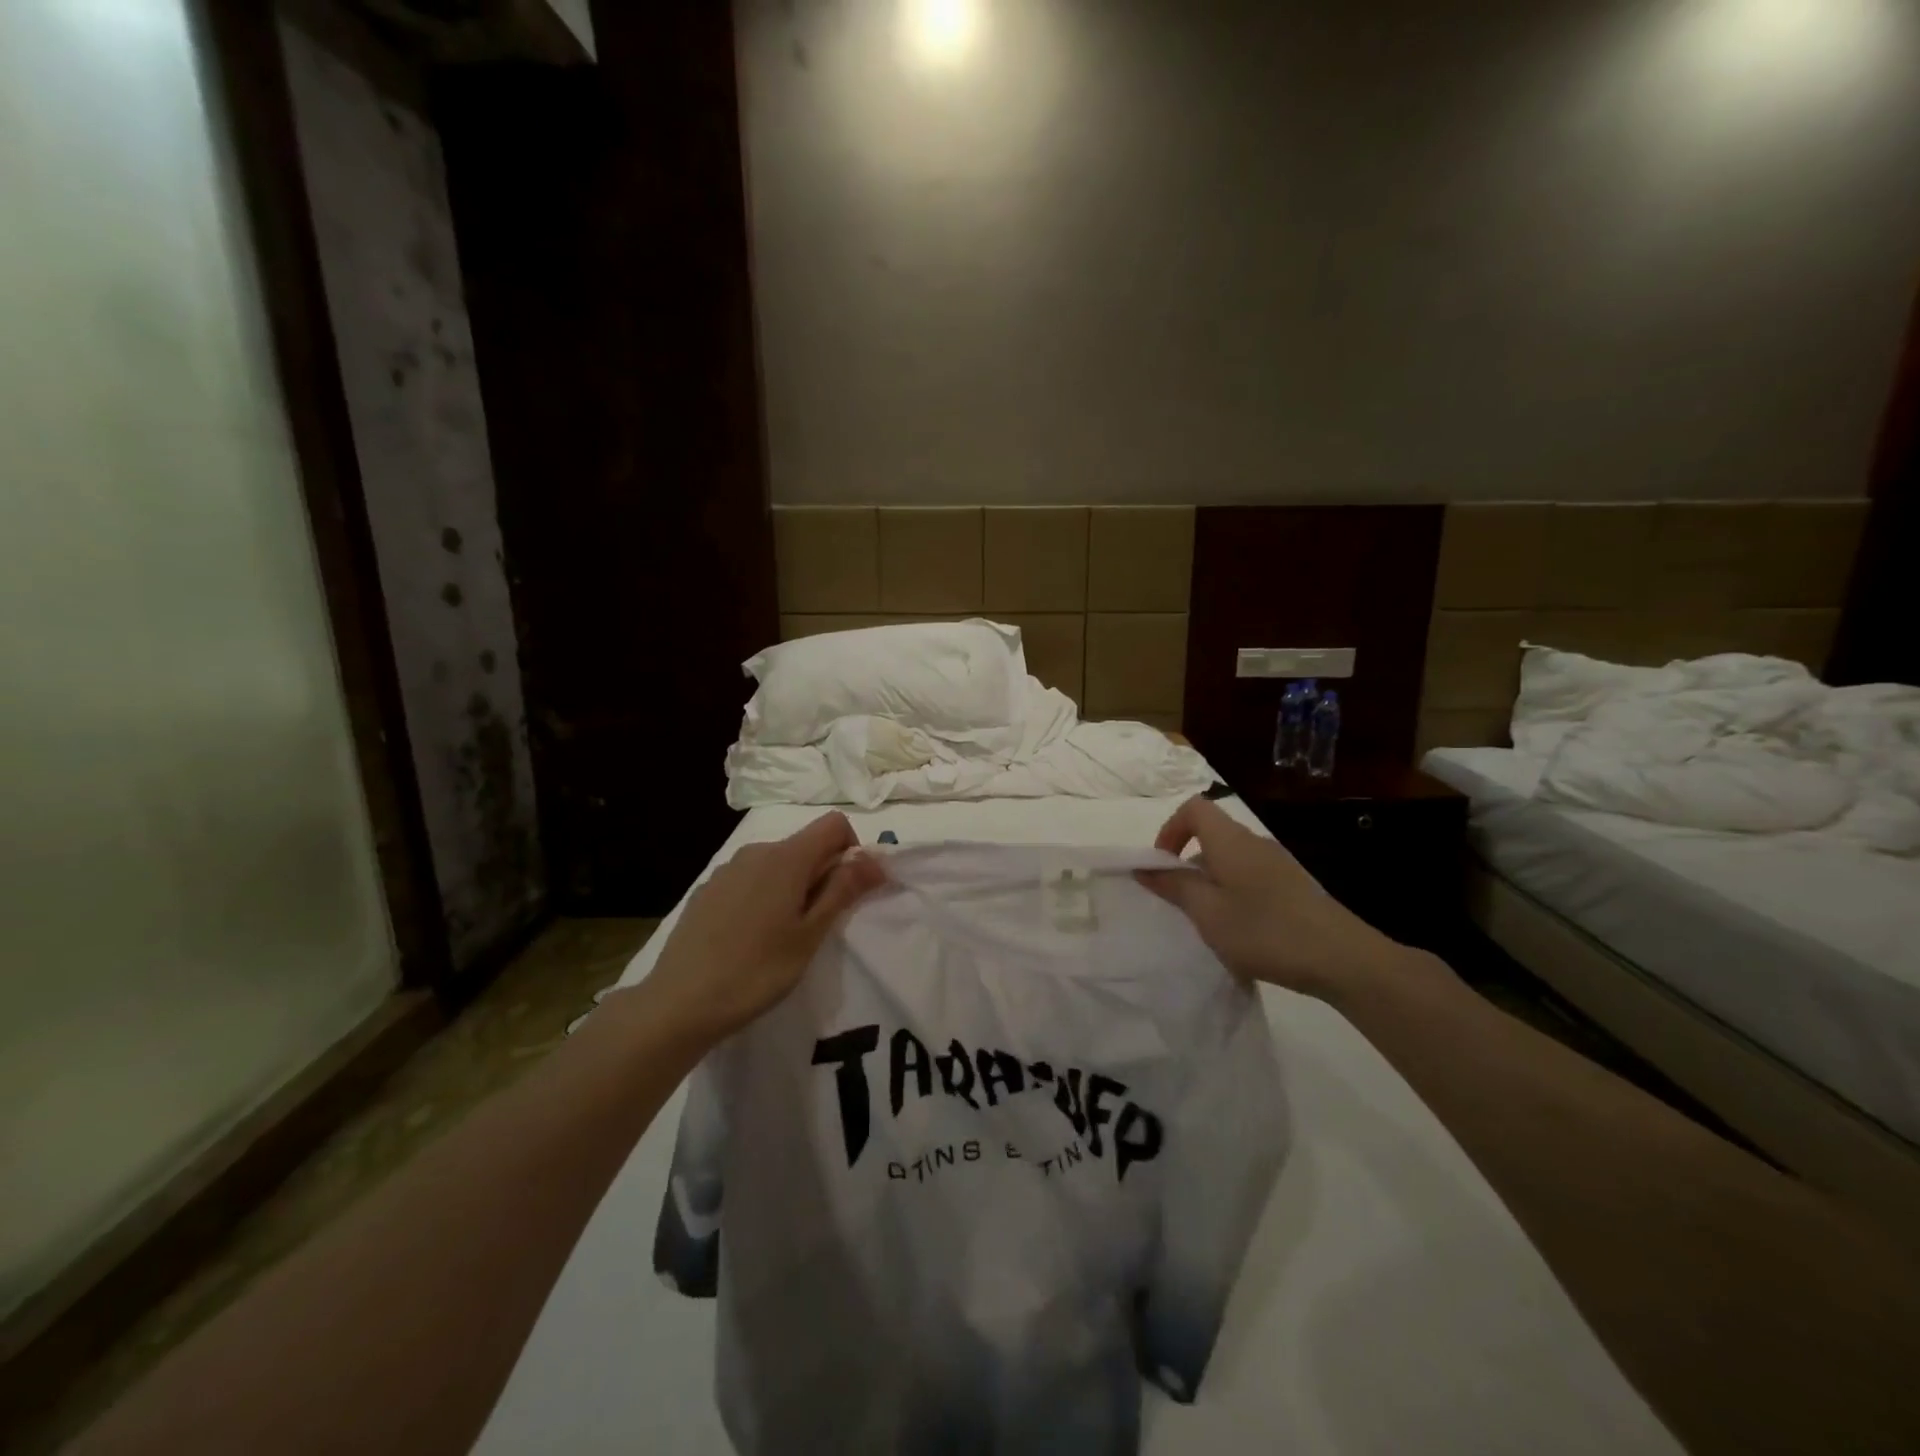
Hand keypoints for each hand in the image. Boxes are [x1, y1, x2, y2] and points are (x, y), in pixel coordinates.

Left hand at [640, 812, 886, 1040]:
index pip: (834, 824)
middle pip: (806, 845)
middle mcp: (757, 851)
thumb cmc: (757, 970)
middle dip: (823, 874)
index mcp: (787, 857)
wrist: (679, 1002)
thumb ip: (843, 890)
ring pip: (777, 864)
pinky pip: (750, 879)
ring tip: (782, 935)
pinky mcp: (707, 890)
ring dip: (793, 887)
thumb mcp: (811, 934)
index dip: (852, 851)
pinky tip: (750, 938)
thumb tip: (876, 859)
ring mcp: (727, 869)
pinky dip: (764, 896)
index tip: (847, 892)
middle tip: (817, 925)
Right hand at [1138, 796, 1412, 1002]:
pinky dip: (1234, 892)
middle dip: (1188, 861)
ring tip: (1210, 921)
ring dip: (1211, 881)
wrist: (1342, 958)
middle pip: (1212, 834)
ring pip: (1231, 858)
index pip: (1194, 808)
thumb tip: (1145, 867)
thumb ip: (1174, 886)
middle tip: (1181, 901)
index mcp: (1230, 841)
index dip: (1170, 829)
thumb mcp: (1207, 912)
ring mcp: (1278, 863)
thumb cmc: (1264, 931)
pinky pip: (1251, 876)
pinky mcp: (1294, 885)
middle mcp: (1254, 842)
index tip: (1163, 865)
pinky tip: (1242, 930)